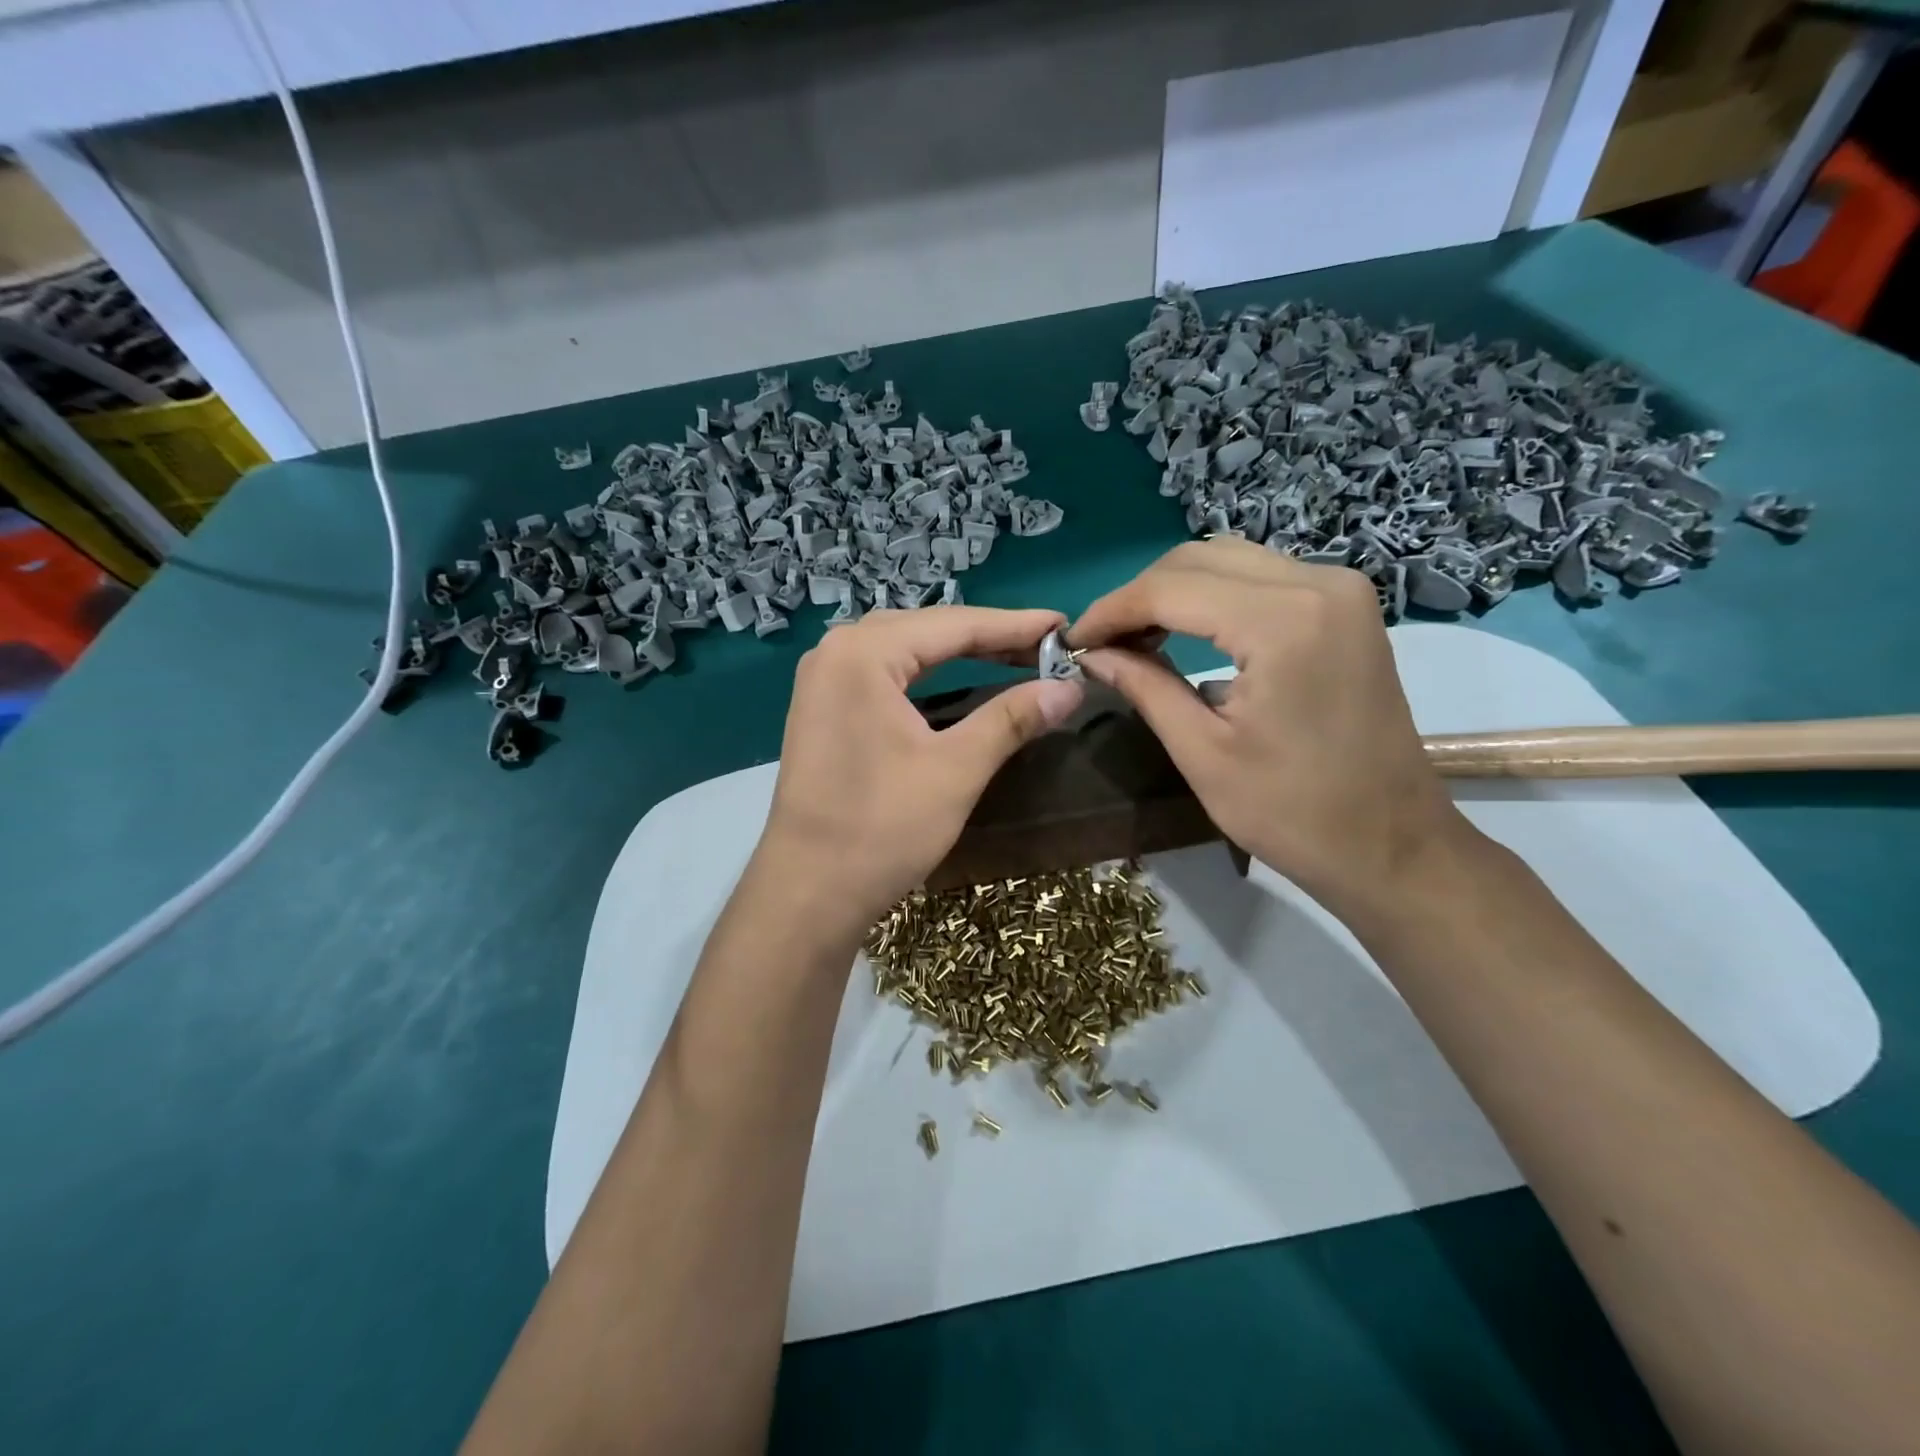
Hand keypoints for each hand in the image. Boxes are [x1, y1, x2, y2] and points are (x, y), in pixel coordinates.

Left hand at [756, 607, 1084, 936]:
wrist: (808, 892)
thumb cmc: (882, 828)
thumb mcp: (957, 770)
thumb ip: (1013, 718)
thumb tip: (1070, 688)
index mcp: (863, 653)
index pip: (954, 625)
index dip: (1015, 626)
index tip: (1065, 626)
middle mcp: (835, 651)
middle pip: (927, 629)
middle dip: (988, 637)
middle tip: (1045, 646)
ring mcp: (822, 679)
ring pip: (904, 648)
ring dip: (957, 651)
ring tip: (1012, 655)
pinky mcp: (821, 708)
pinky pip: (883, 672)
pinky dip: (926, 671)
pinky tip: (954, 677)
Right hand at [1068, 538, 1470, 922]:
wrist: (1393, 845)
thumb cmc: (1293, 814)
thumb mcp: (1202, 753)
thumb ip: (1144, 686)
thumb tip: (1091, 653)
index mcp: (1282, 622)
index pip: (1170, 589)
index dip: (1111, 611)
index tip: (1071, 642)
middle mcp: (1318, 583)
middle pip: (1198, 560)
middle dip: (1138, 596)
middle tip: (1101, 643)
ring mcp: (1340, 589)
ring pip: (1229, 560)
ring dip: (1173, 591)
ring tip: (1135, 637)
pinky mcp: (1347, 606)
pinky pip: (1261, 576)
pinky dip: (1212, 595)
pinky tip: (1185, 630)